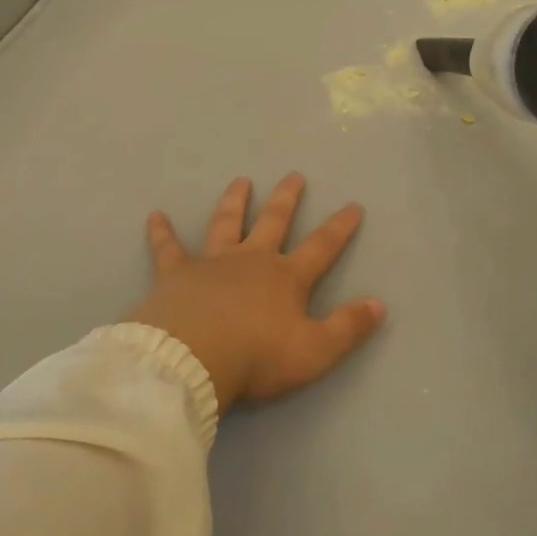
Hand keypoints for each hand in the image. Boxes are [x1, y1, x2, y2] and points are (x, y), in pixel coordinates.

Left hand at [130, 173, 385, 408]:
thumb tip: (380, 304)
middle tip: (294, 175)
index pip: (321, 246)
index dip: (340, 227)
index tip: (353, 205)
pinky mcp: (176, 274)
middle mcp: (251, 260)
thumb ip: (348, 327)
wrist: (192, 359)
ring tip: (241, 181)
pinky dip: (162, 232)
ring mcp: (212, 263)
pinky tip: (155, 215)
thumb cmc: (256, 357)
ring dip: (235, 201)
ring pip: (226, 223)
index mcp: (286, 278)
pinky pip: (167, 248)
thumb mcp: (315, 351)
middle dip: (287, 198)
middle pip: (273, 221)